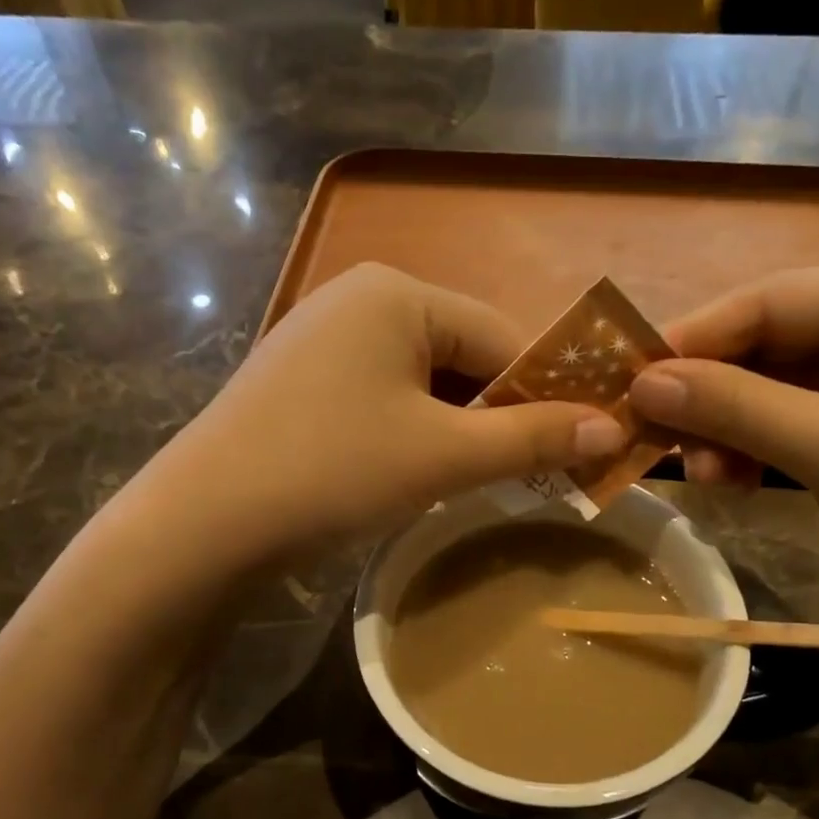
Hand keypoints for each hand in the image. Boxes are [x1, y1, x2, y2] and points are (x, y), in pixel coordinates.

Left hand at [137, 264, 625, 558]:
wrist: (202, 525)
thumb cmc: (334, 472)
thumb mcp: (444, 457)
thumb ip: (531, 438)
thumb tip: (616, 429)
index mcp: (396, 293)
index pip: (502, 337)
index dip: (545, 395)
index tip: (576, 449)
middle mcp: (357, 299)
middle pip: (461, 356)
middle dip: (496, 416)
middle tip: (525, 476)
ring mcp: (320, 339)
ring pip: (421, 381)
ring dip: (455, 429)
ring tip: (470, 481)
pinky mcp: (298, 381)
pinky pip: (380, 397)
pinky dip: (409, 432)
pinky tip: (409, 473)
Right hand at [628, 267, 818, 630]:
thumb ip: (736, 408)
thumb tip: (644, 382)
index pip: (778, 298)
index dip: (698, 335)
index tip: (632, 376)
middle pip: (777, 342)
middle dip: (714, 391)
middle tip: (657, 433)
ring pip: (782, 388)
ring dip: (733, 427)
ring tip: (704, 474)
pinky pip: (803, 423)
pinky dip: (762, 448)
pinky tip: (736, 479)